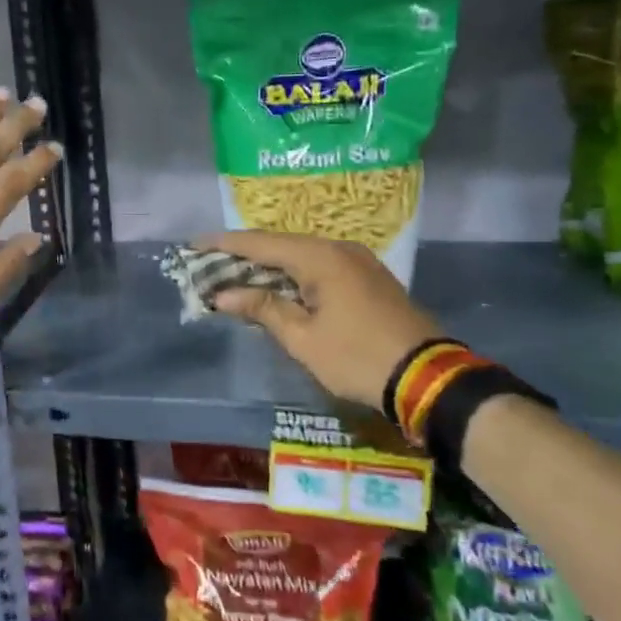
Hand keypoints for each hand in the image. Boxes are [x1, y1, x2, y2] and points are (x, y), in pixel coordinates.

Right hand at [196, 230, 443, 409]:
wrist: (427, 376)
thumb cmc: (357, 356)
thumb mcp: (303, 338)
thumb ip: (263, 308)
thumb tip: (224, 294)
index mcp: (320, 257)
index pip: (260, 243)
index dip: (224, 244)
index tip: (194, 244)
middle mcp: (338, 248)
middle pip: (280, 245)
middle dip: (243, 255)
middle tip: (209, 263)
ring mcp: (357, 261)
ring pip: (300, 255)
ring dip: (268, 265)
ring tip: (234, 273)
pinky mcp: (368, 276)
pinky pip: (319, 265)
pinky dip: (292, 273)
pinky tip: (276, 285)